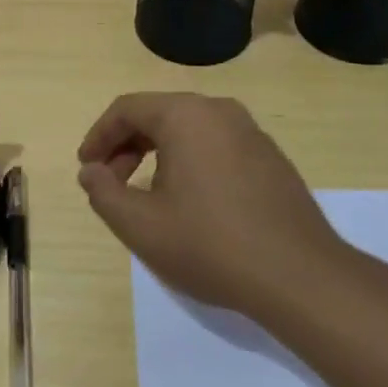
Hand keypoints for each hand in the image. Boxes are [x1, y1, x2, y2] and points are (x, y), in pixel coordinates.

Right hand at [76, 93, 352, 319]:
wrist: (301, 277)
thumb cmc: (211, 245)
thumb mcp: (141, 225)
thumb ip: (103, 193)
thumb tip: (91, 172)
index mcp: (185, 115)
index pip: (127, 109)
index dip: (99, 137)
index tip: (86, 168)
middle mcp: (219, 110)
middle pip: (158, 114)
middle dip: (126, 145)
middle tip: (110, 182)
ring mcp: (251, 132)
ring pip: (188, 129)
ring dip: (157, 154)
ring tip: (147, 194)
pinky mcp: (271, 157)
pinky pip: (216, 144)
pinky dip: (190, 161)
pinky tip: (190, 201)